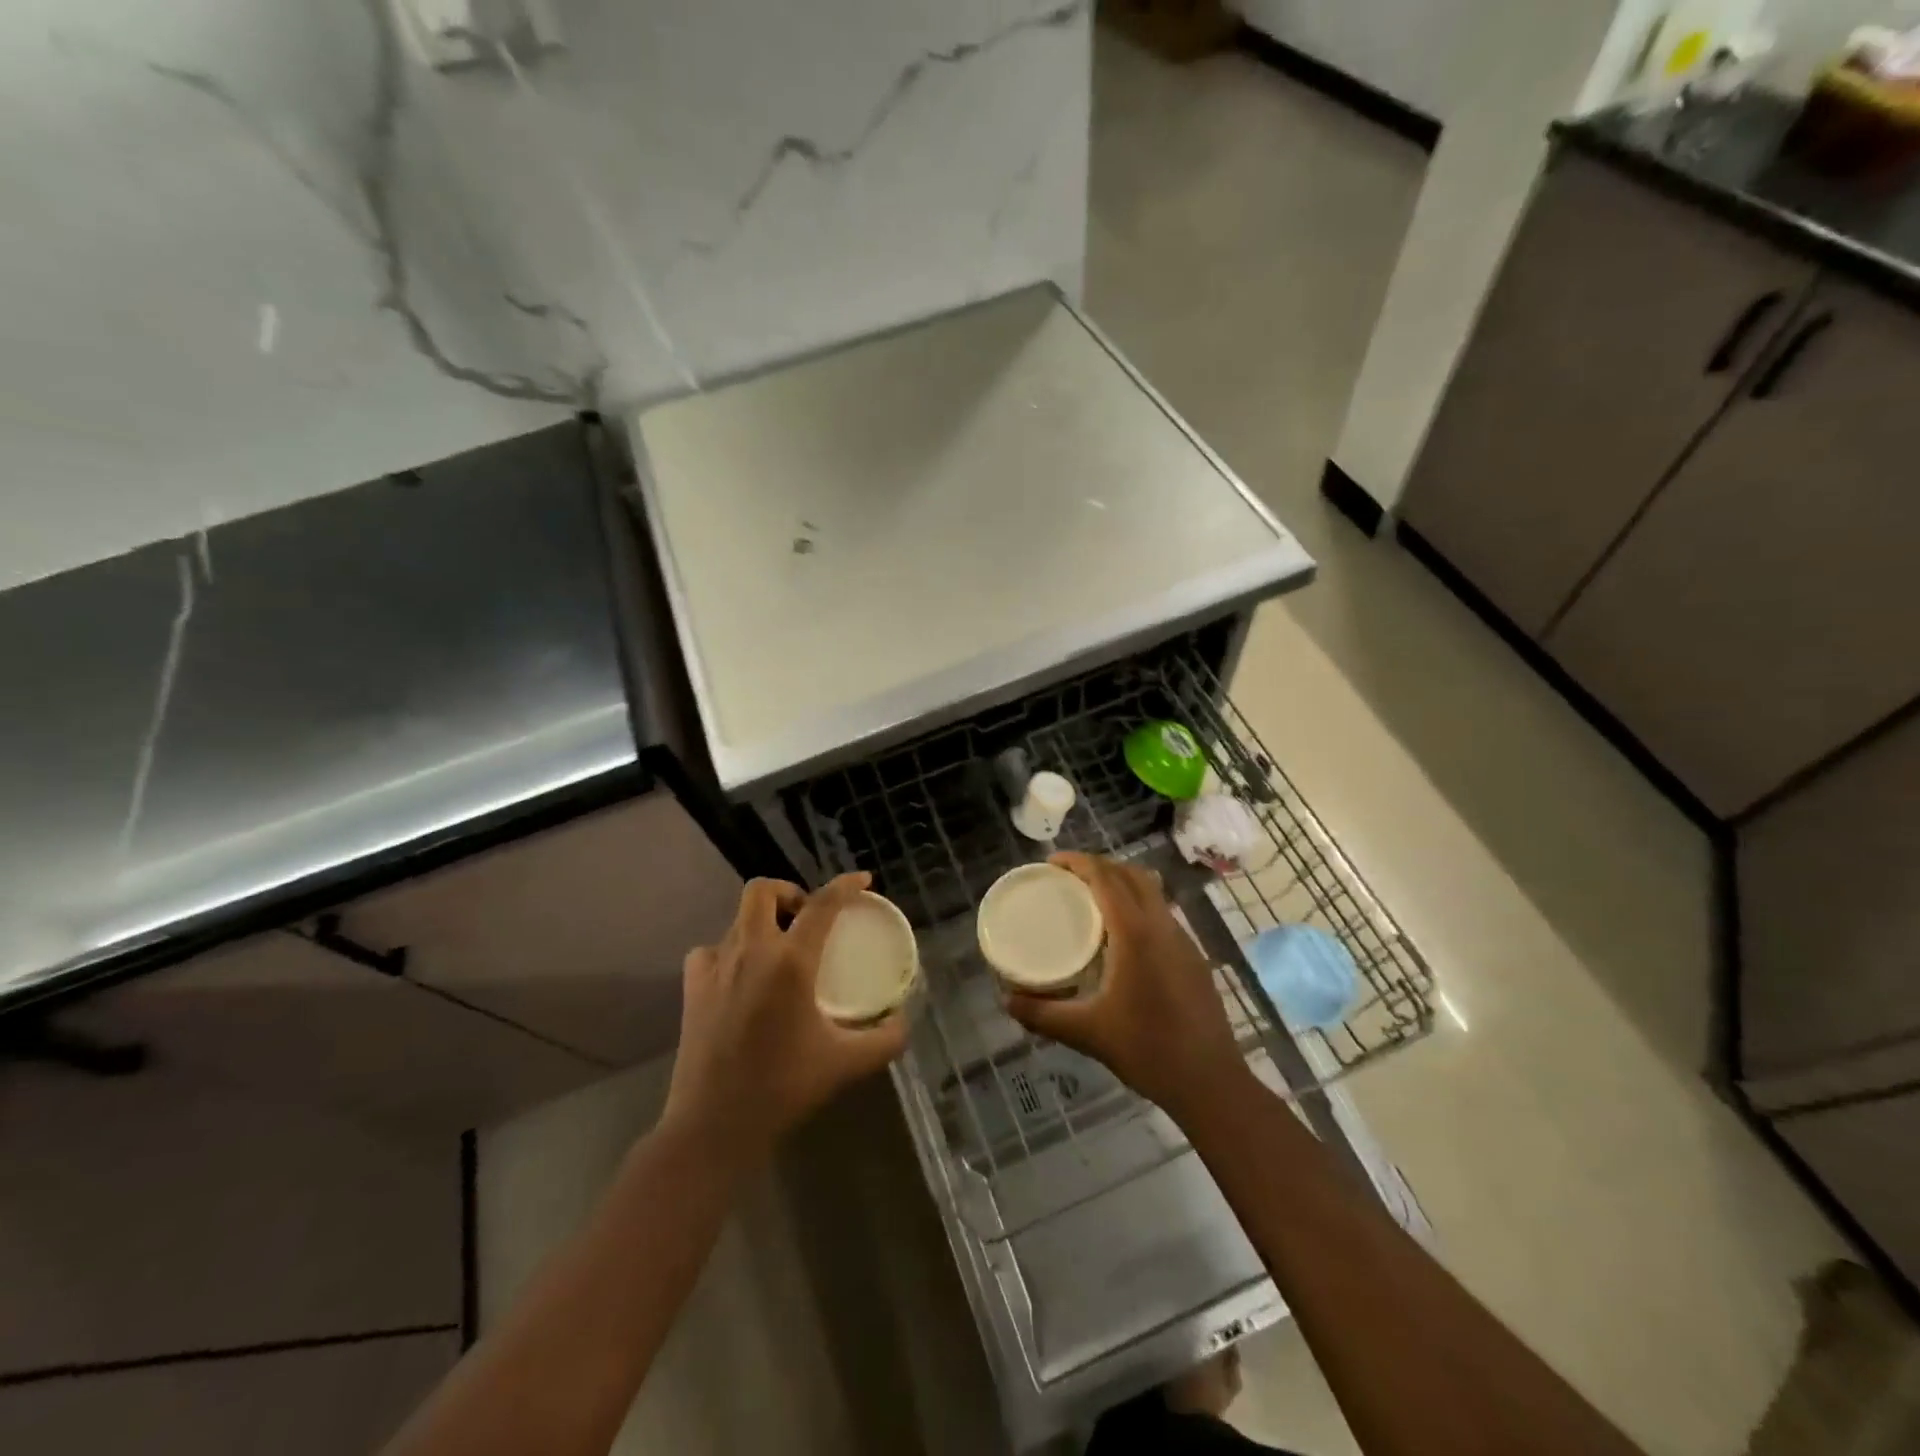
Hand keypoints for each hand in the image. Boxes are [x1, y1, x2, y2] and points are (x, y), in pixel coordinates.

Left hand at [663, 874, 907, 1165]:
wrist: (713, 1125)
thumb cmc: (783, 1088)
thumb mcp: (846, 1064)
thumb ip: (885, 1039)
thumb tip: (903, 1021)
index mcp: (791, 962)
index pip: (823, 904)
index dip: (845, 885)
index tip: (863, 880)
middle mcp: (751, 951)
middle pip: (762, 890)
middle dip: (789, 892)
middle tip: (808, 917)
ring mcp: (715, 967)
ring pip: (737, 919)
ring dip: (762, 922)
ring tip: (779, 948)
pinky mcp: (692, 989)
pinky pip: (709, 950)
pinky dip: (728, 950)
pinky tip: (740, 974)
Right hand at [1006, 852, 1245, 1121]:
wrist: (1210, 1082)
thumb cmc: (1147, 1050)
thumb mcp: (1087, 1032)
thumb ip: (1042, 1014)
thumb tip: (1007, 1000)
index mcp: (1136, 933)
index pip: (1106, 877)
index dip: (1077, 861)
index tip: (1051, 863)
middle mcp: (1162, 926)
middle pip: (1132, 874)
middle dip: (1099, 865)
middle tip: (1068, 878)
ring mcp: (1184, 940)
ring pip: (1152, 892)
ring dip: (1122, 883)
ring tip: (1092, 902)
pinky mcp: (1194, 958)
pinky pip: (1162, 914)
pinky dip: (1138, 906)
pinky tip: (1122, 939)